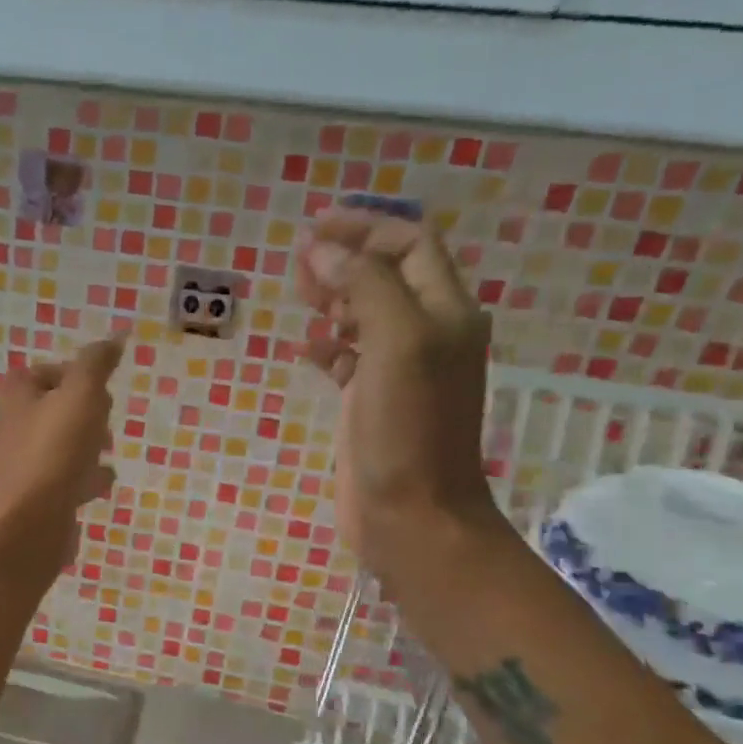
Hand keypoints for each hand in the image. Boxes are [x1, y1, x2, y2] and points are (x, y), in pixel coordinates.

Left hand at [0, 337, 123, 572]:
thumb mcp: (82, 394)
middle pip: (54, 409)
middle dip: (83, 411)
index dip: (76, 375)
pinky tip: (102, 484)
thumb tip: (114, 338)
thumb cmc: (55, 450)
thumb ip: (96, 364)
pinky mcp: (36, 496)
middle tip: (105, 420)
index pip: (46, 372)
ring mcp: (24, 464)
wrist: (30, 522)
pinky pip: (64, 479)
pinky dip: (84, 478)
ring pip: (60, 445)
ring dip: (85, 445)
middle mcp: (15, 426)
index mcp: (18, 395)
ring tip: (107, 450)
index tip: (100, 388)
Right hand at [296, 208, 499, 570]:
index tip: (313, 228)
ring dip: (333, 299)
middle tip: (297, 262)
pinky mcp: (374, 402)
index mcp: (445, 312)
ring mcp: (400, 371)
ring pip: (365, 315)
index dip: (365, 229)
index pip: (410, 246)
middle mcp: (428, 334)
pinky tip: (304, 349)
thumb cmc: (408, 429)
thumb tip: (321, 251)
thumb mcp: (394, 345)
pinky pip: (349, 358)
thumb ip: (363, 288)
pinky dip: (327, 346)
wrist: (412, 516)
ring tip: (298, 297)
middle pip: (387, 276)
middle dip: (345, 260)